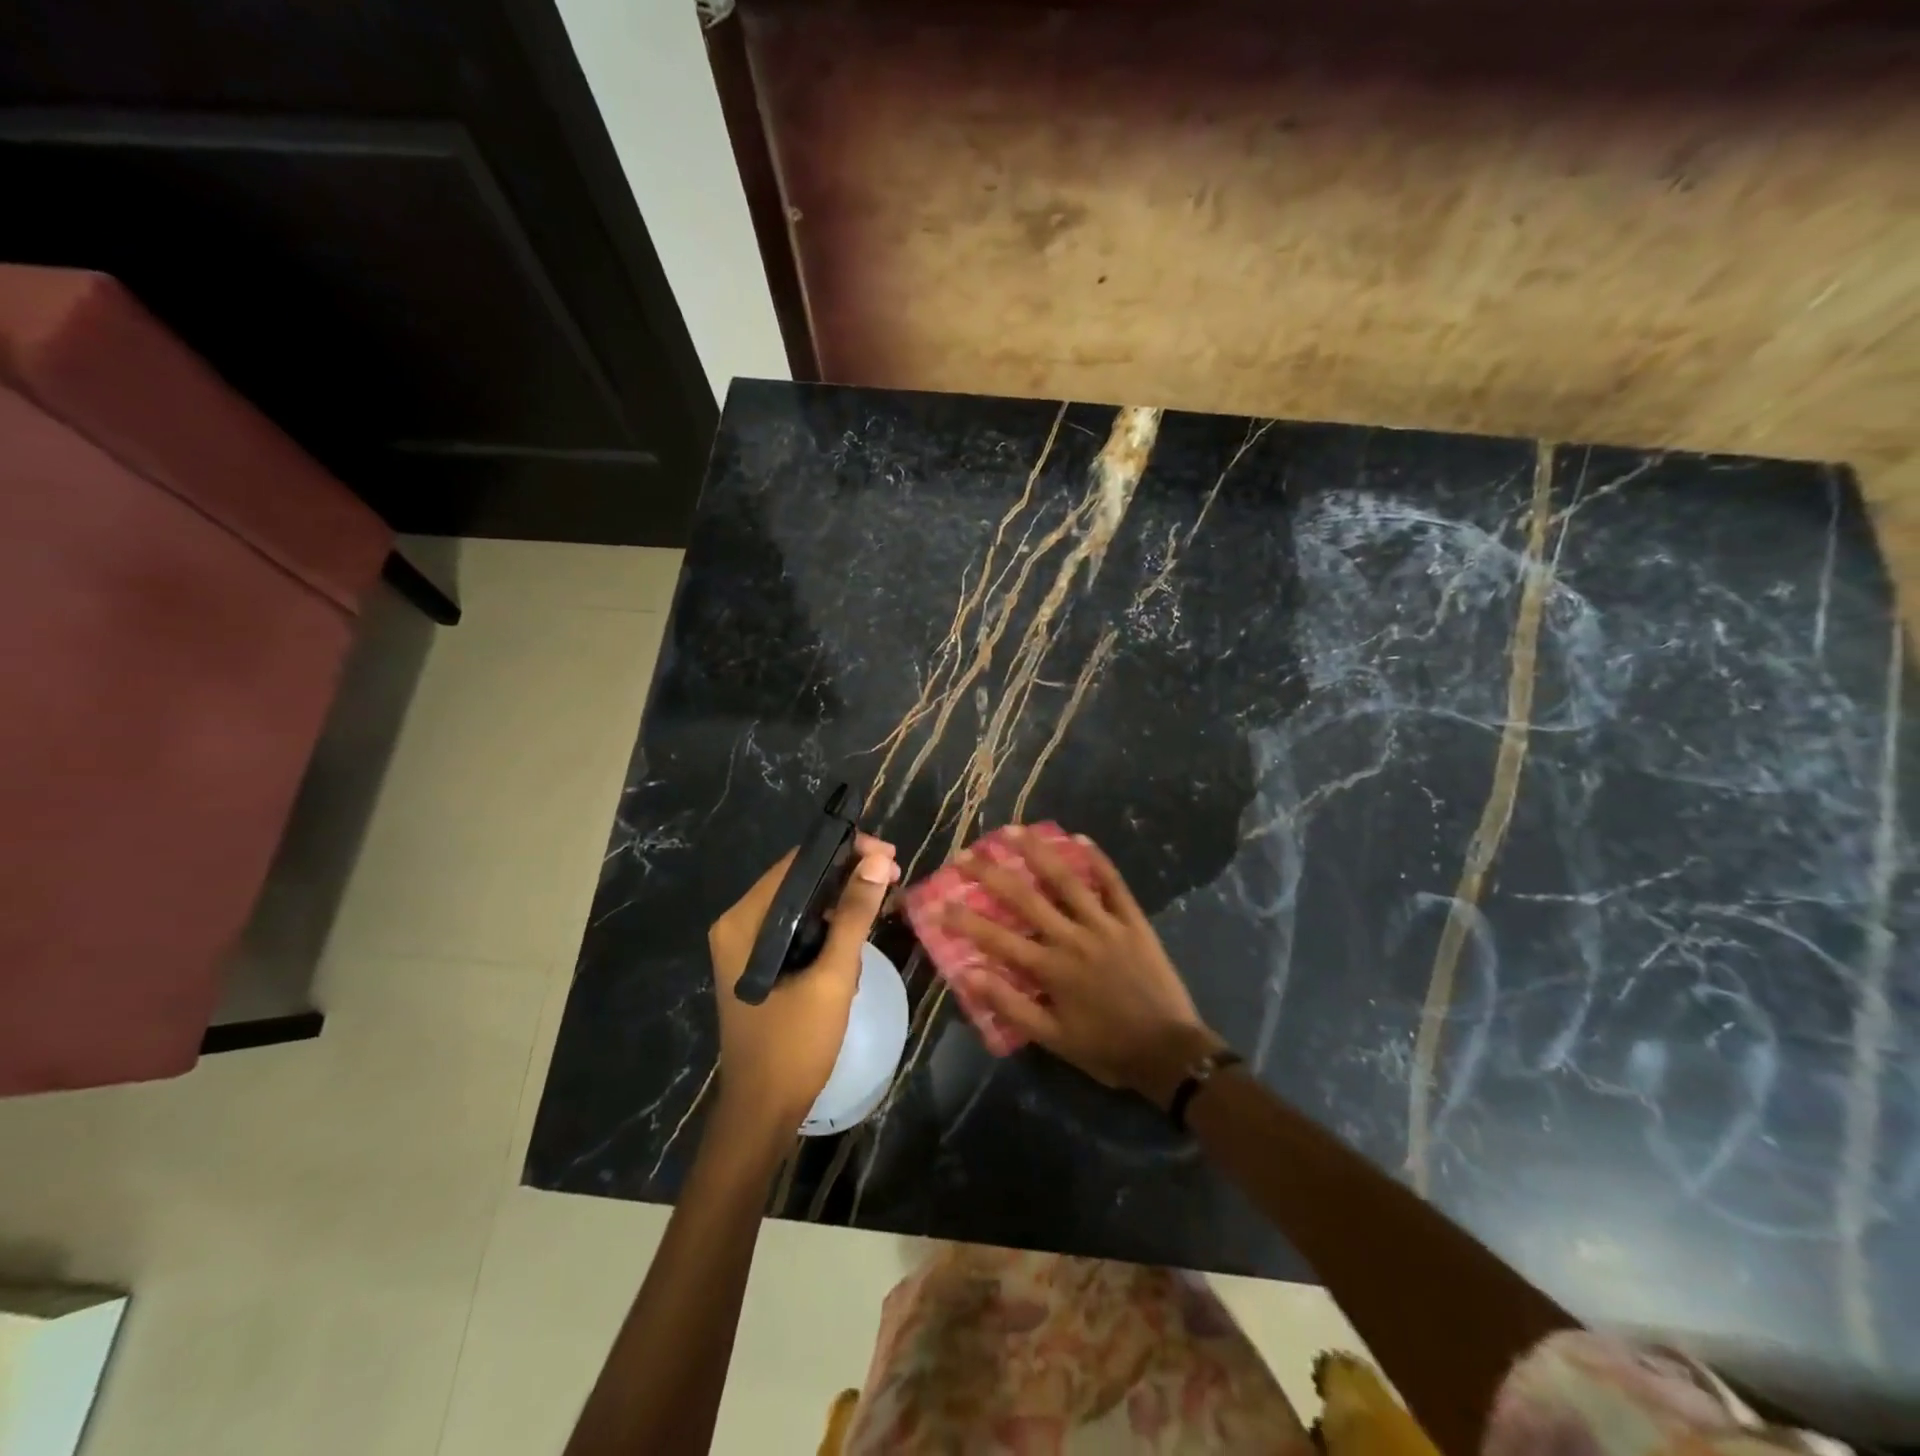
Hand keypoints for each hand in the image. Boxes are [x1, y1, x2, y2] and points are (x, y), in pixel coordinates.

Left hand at [707, 833, 900, 1135]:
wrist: (763, 1113)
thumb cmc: (794, 1044)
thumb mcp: (832, 976)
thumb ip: (854, 915)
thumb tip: (877, 861)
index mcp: (744, 921)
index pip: (797, 864)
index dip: (844, 851)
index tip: (887, 855)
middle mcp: (739, 925)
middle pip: (800, 882)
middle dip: (848, 878)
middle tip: (893, 879)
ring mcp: (747, 947)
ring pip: (803, 906)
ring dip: (842, 906)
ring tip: (881, 909)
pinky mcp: (760, 966)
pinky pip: (798, 931)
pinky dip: (828, 931)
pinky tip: (854, 945)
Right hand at [943, 826, 1224, 1107]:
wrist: (1169, 1052)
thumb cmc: (1106, 1048)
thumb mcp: (1053, 1039)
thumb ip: (1011, 1006)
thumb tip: (969, 976)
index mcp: (1051, 968)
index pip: (996, 938)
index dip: (963, 920)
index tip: (936, 904)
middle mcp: (1073, 938)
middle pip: (1025, 898)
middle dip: (991, 874)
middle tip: (965, 854)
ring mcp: (1105, 924)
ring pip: (1067, 880)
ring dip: (1038, 852)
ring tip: (1014, 830)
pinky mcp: (1133, 920)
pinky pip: (1113, 883)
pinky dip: (1096, 859)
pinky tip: (1078, 838)